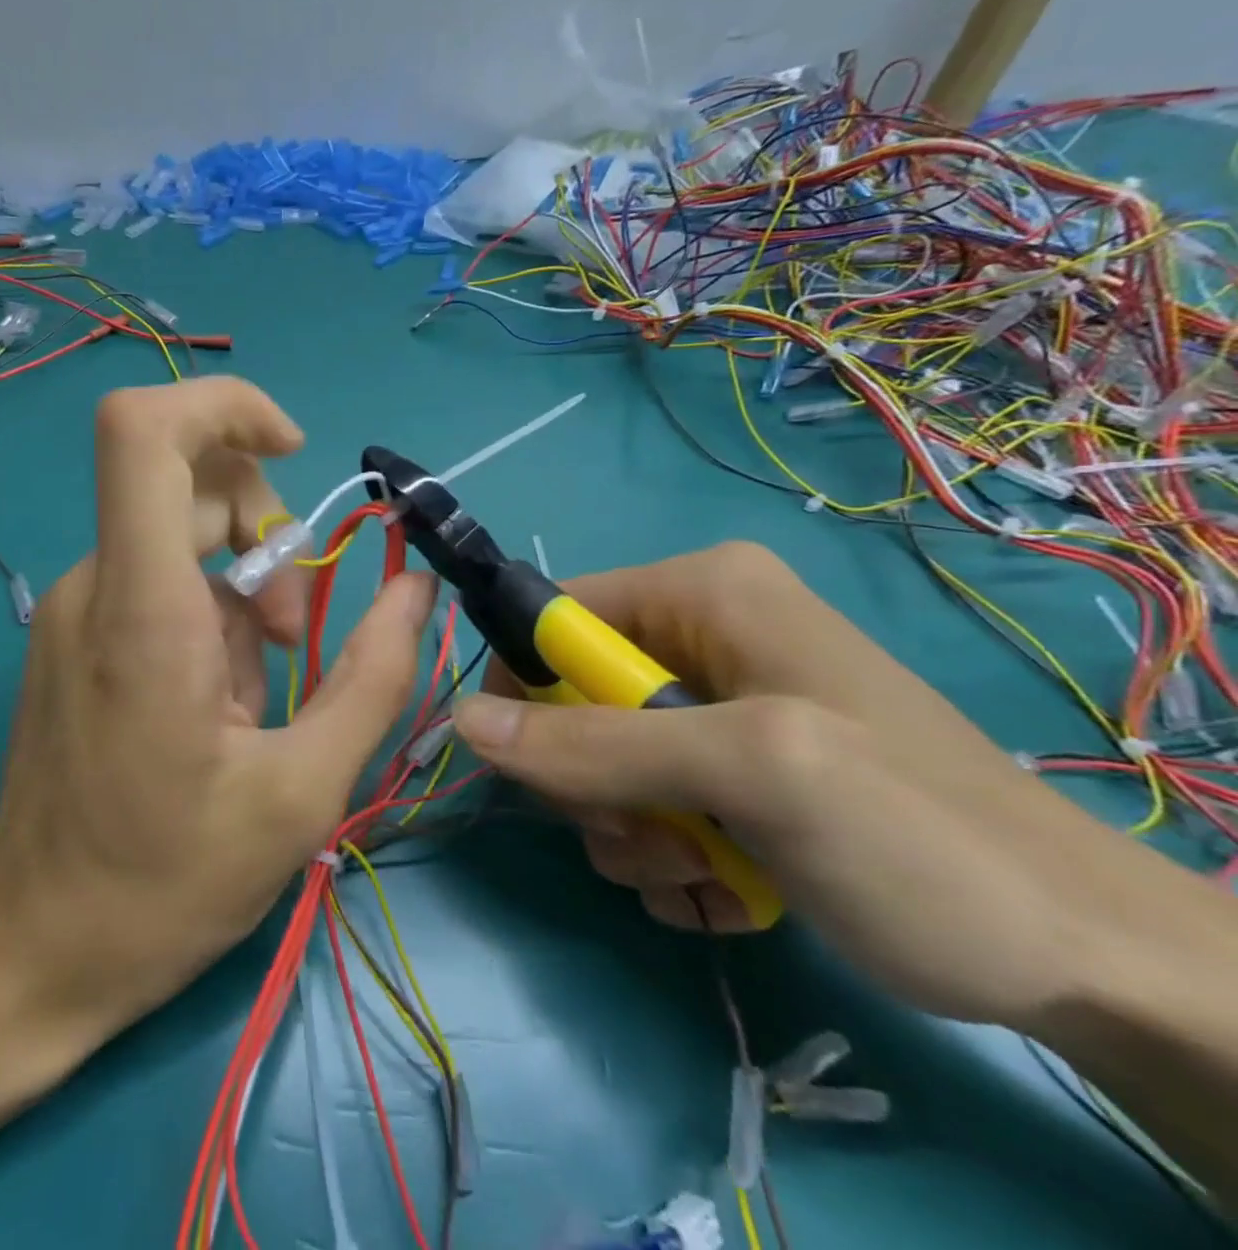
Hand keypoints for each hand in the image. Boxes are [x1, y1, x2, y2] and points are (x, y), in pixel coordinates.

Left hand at [0, 378, 435, 1038]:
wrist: (33, 949)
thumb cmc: (164, 883)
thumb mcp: (301, 791)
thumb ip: (374, 678)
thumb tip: (416, 589)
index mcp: (143, 608)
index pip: (144, 431)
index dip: (224, 407)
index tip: (291, 450)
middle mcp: (95, 585)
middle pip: (191, 487)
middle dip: (268, 543)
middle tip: (292, 642)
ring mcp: (75, 607)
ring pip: (184, 541)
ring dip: (245, 595)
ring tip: (254, 698)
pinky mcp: (74, 633)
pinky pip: (158, 582)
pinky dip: (209, 616)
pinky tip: (215, 704)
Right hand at [452, 541, 1194, 1030]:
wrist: (1084, 957)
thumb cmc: (917, 837)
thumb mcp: (752, 775)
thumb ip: (598, 745)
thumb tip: (462, 722)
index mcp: (701, 591)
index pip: (551, 618)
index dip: (529, 692)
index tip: (549, 776)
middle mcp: (701, 632)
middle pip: (572, 698)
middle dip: (594, 784)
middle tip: (654, 839)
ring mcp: (716, 703)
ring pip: (601, 761)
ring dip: (629, 833)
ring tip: (701, 875)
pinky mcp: (730, 766)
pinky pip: (644, 799)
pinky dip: (665, 856)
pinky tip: (723, 892)